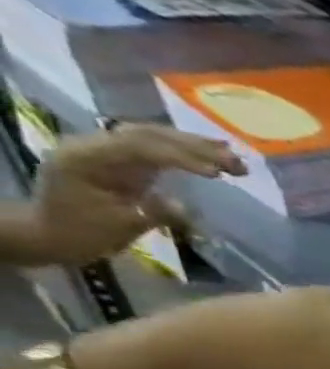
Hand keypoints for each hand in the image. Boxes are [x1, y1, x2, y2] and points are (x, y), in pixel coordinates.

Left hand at [26, 126, 242, 264]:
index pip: (139, 148)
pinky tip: (210, 158)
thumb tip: (185, 206)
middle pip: (148, 135)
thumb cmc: (83, 233)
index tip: (219, 174)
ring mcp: (105, 150)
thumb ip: (153, 212)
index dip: (181, 158)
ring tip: (233, 158)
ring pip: (153, 137)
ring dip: (194, 145)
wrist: (51, 234)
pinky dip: (183, 151)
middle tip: (238, 163)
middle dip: (195, 147)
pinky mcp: (118, 159)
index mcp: (86, 158)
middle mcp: (93, 145)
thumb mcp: (120, 226)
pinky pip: (153, 148)